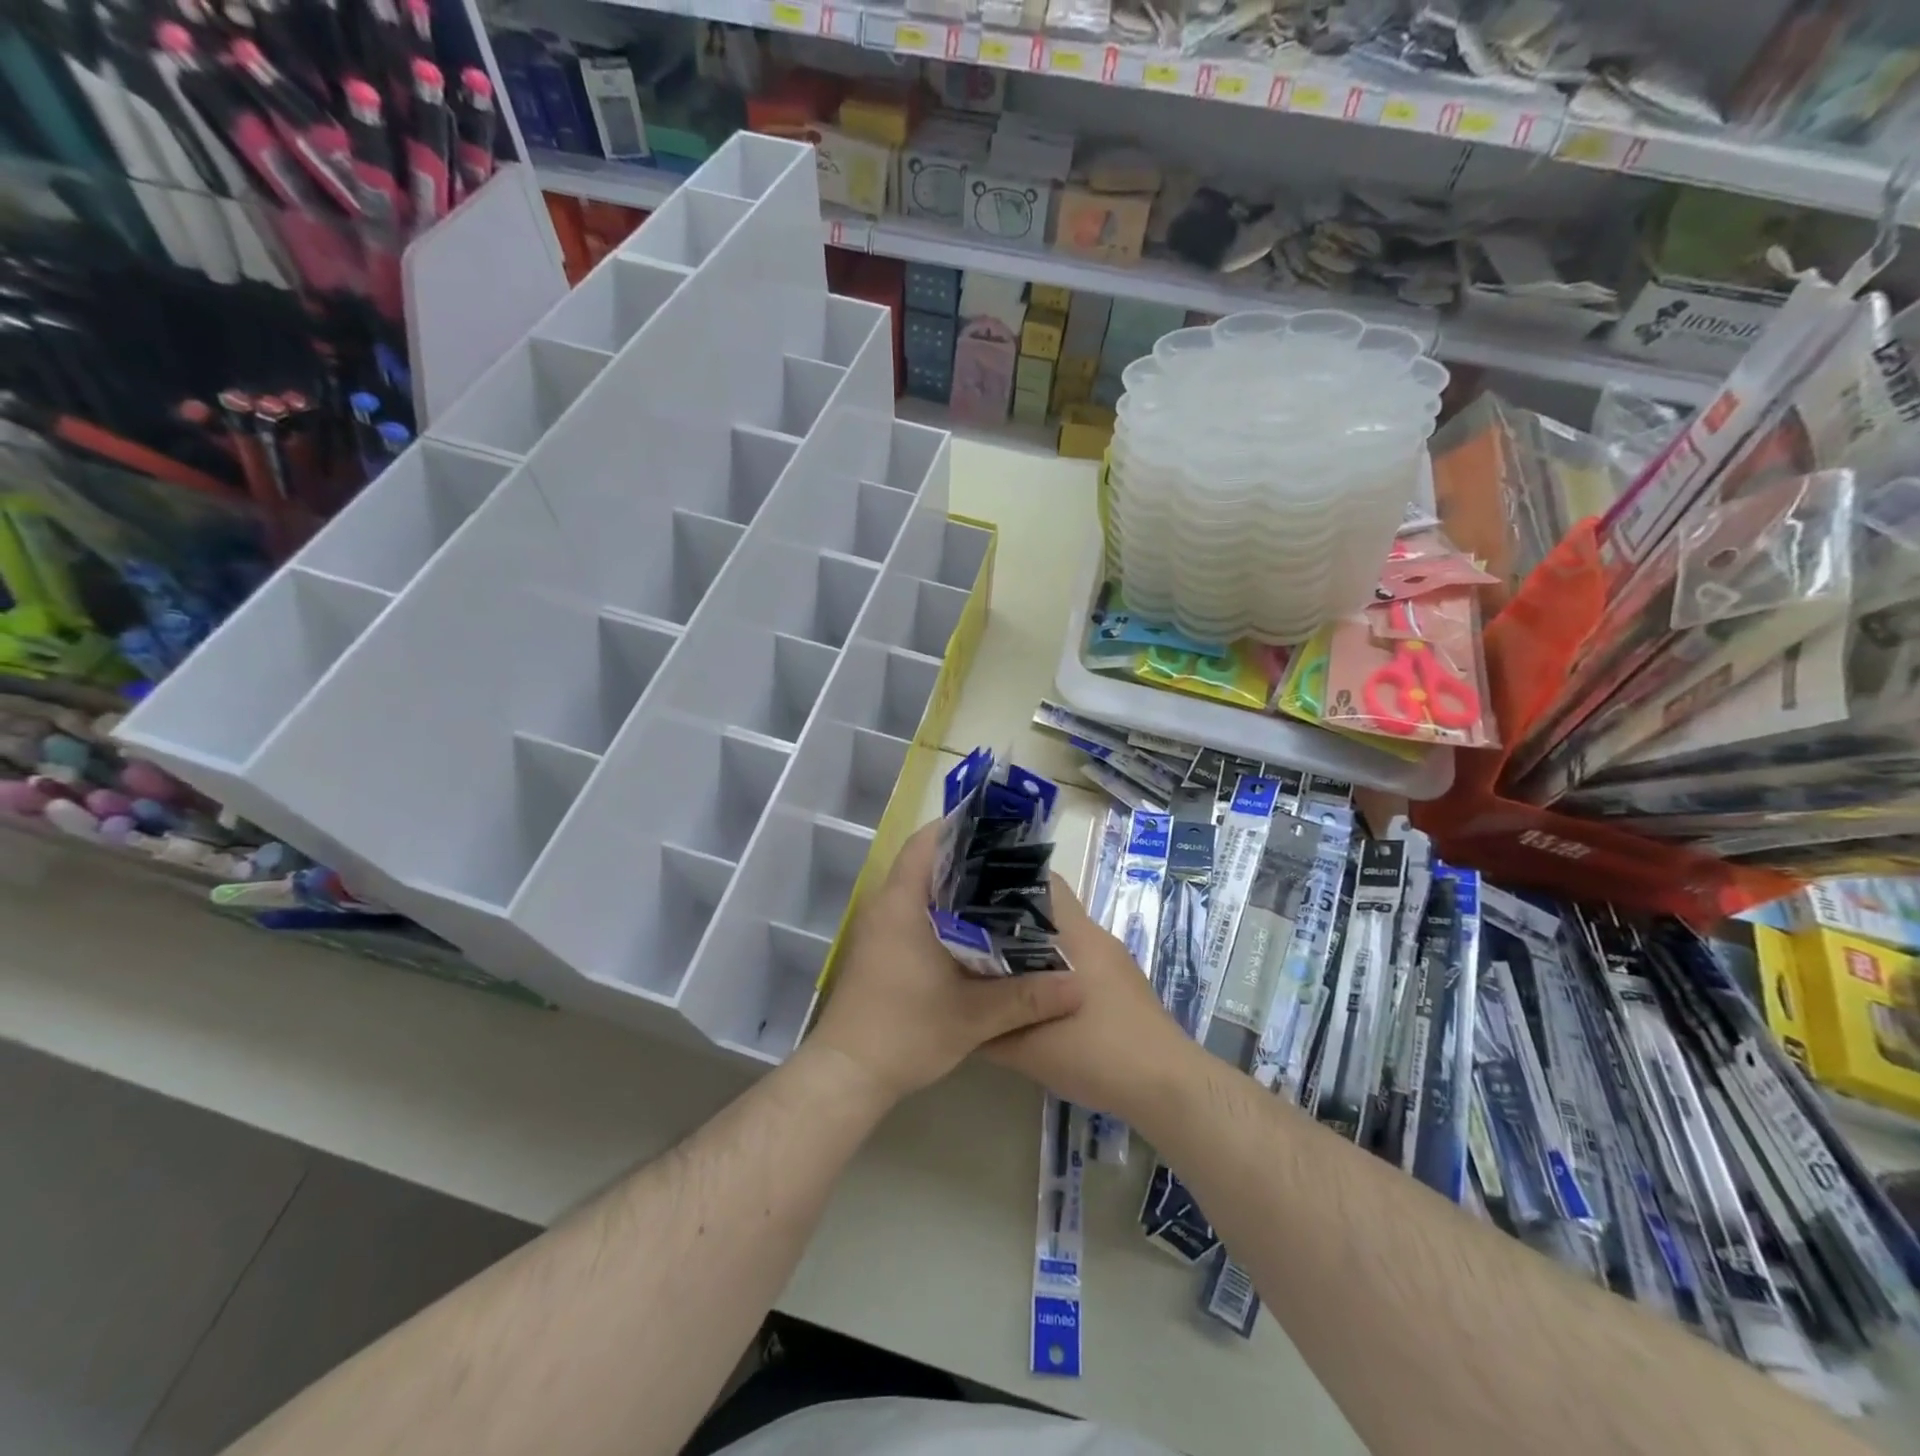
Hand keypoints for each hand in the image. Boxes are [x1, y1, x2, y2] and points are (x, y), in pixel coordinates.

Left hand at [807, 821, 1083, 1105]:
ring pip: (919, 891)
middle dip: (967, 859)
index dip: (959, 827)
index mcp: (901, 904)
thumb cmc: (905, 1032)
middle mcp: (885, 907)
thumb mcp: (973, 1017)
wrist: (847, 1076)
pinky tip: (975, 933)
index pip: (925, 843)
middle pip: (925, 863)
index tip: (998, 829)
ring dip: (954, 889)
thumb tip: (1080, 986)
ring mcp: (878, 931)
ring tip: (1003, 893)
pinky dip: (942, 914)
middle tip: (1014, 864)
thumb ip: (1027, 998)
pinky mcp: (878, 953)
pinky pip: (913, 915)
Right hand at [983, 875, 1195, 1124]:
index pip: (1042, 882)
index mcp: (1076, 935)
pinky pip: (1077, 959)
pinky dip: (1051, 968)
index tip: (969, 898)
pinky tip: (1031, 996)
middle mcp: (1095, 936)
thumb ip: (989, 1027)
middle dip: (1009, 918)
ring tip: (994, 967)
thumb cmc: (1099, 1055)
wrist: (1168, 1088)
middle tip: (970, 935)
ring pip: (1062, 937)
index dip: (1004, 883)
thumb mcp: (1030, 1050)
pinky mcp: (1121, 983)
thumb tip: (960, 1009)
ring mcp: (1112, 960)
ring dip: (1030, 947)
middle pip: (1047, 909)